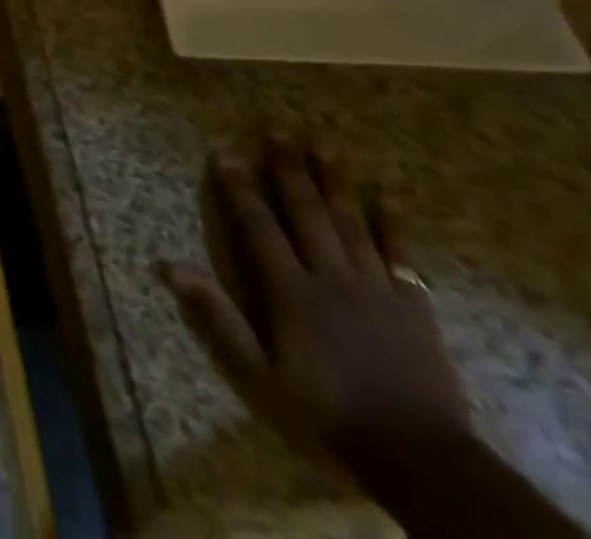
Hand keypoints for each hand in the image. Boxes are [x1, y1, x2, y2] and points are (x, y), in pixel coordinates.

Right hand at [161, 134, 470, 463]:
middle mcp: (330, 276)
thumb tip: (170, 265)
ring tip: (324, 146)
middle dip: (288, 170)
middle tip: (277, 131)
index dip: (239, 187)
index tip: (224, 151)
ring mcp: (375, 288)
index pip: (257, 226)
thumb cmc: (327, 413)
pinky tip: (385, 198)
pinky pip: (400, 256)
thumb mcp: (259, 374)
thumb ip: (217, 317)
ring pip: (351, 223)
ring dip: (335, 183)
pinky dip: (392, 224)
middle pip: (306, 212)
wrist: (420, 459)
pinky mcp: (413, 307)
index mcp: (290, 291)